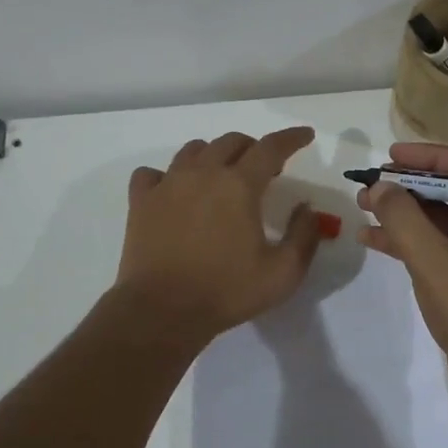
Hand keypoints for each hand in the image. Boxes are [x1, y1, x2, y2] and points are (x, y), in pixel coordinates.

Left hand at [116, 127, 325, 345]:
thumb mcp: (283, 273)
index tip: (305, 135)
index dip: (292, 138)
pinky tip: (174, 191)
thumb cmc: (226, 292)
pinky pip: (153, 173)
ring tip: (222, 176)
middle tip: (265, 170)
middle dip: (254, 148)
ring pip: (194, 150)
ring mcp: (167, 184)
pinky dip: (167, 175)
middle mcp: (203, 173)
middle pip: (232, 141)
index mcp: (239, 185)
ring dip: (215, 155)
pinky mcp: (141, 201)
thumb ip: (303, 235)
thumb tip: (306, 208)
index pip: (271, 147)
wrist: (161, 311)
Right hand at [358, 142, 447, 401]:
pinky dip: (406, 239)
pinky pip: (436, 243)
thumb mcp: (435, 262)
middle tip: (370, 183)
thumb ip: (404, 220)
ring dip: (402, 212)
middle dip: (407, 186)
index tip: (391, 155)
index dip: (428, 157)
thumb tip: (380, 186)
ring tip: (362, 205)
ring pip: (439, 217)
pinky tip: (370, 237)